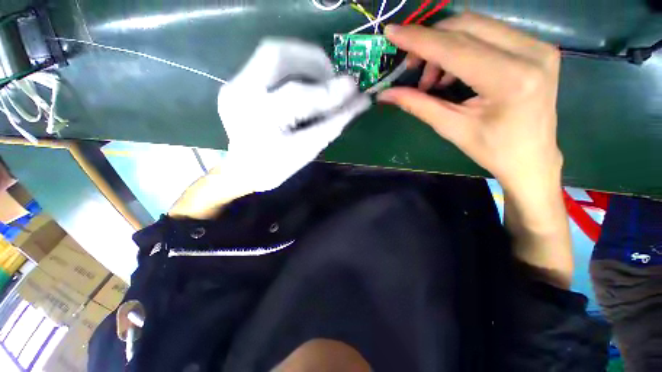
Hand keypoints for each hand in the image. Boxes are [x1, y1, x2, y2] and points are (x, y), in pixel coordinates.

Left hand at [218, 38, 369, 192]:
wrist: (242, 169)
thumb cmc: (276, 167)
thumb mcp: (307, 151)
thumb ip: (332, 124)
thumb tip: (360, 102)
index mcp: (258, 123)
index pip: (298, 97)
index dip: (329, 91)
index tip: (354, 88)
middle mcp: (240, 96)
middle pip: (277, 54)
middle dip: (313, 59)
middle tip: (333, 76)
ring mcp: (234, 85)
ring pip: (272, 51)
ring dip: (304, 58)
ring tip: (323, 77)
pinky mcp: (235, 82)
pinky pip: (267, 62)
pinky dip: (293, 65)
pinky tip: (305, 80)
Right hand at [379, 13, 562, 194]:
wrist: (532, 158)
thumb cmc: (491, 150)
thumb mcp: (451, 128)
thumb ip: (418, 105)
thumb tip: (386, 94)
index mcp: (510, 79)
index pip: (455, 48)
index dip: (419, 40)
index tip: (391, 33)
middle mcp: (530, 52)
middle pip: (467, 26)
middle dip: (431, 42)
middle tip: (412, 67)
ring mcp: (538, 46)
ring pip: (477, 26)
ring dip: (445, 46)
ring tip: (433, 79)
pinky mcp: (536, 47)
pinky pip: (490, 33)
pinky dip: (462, 47)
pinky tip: (453, 72)